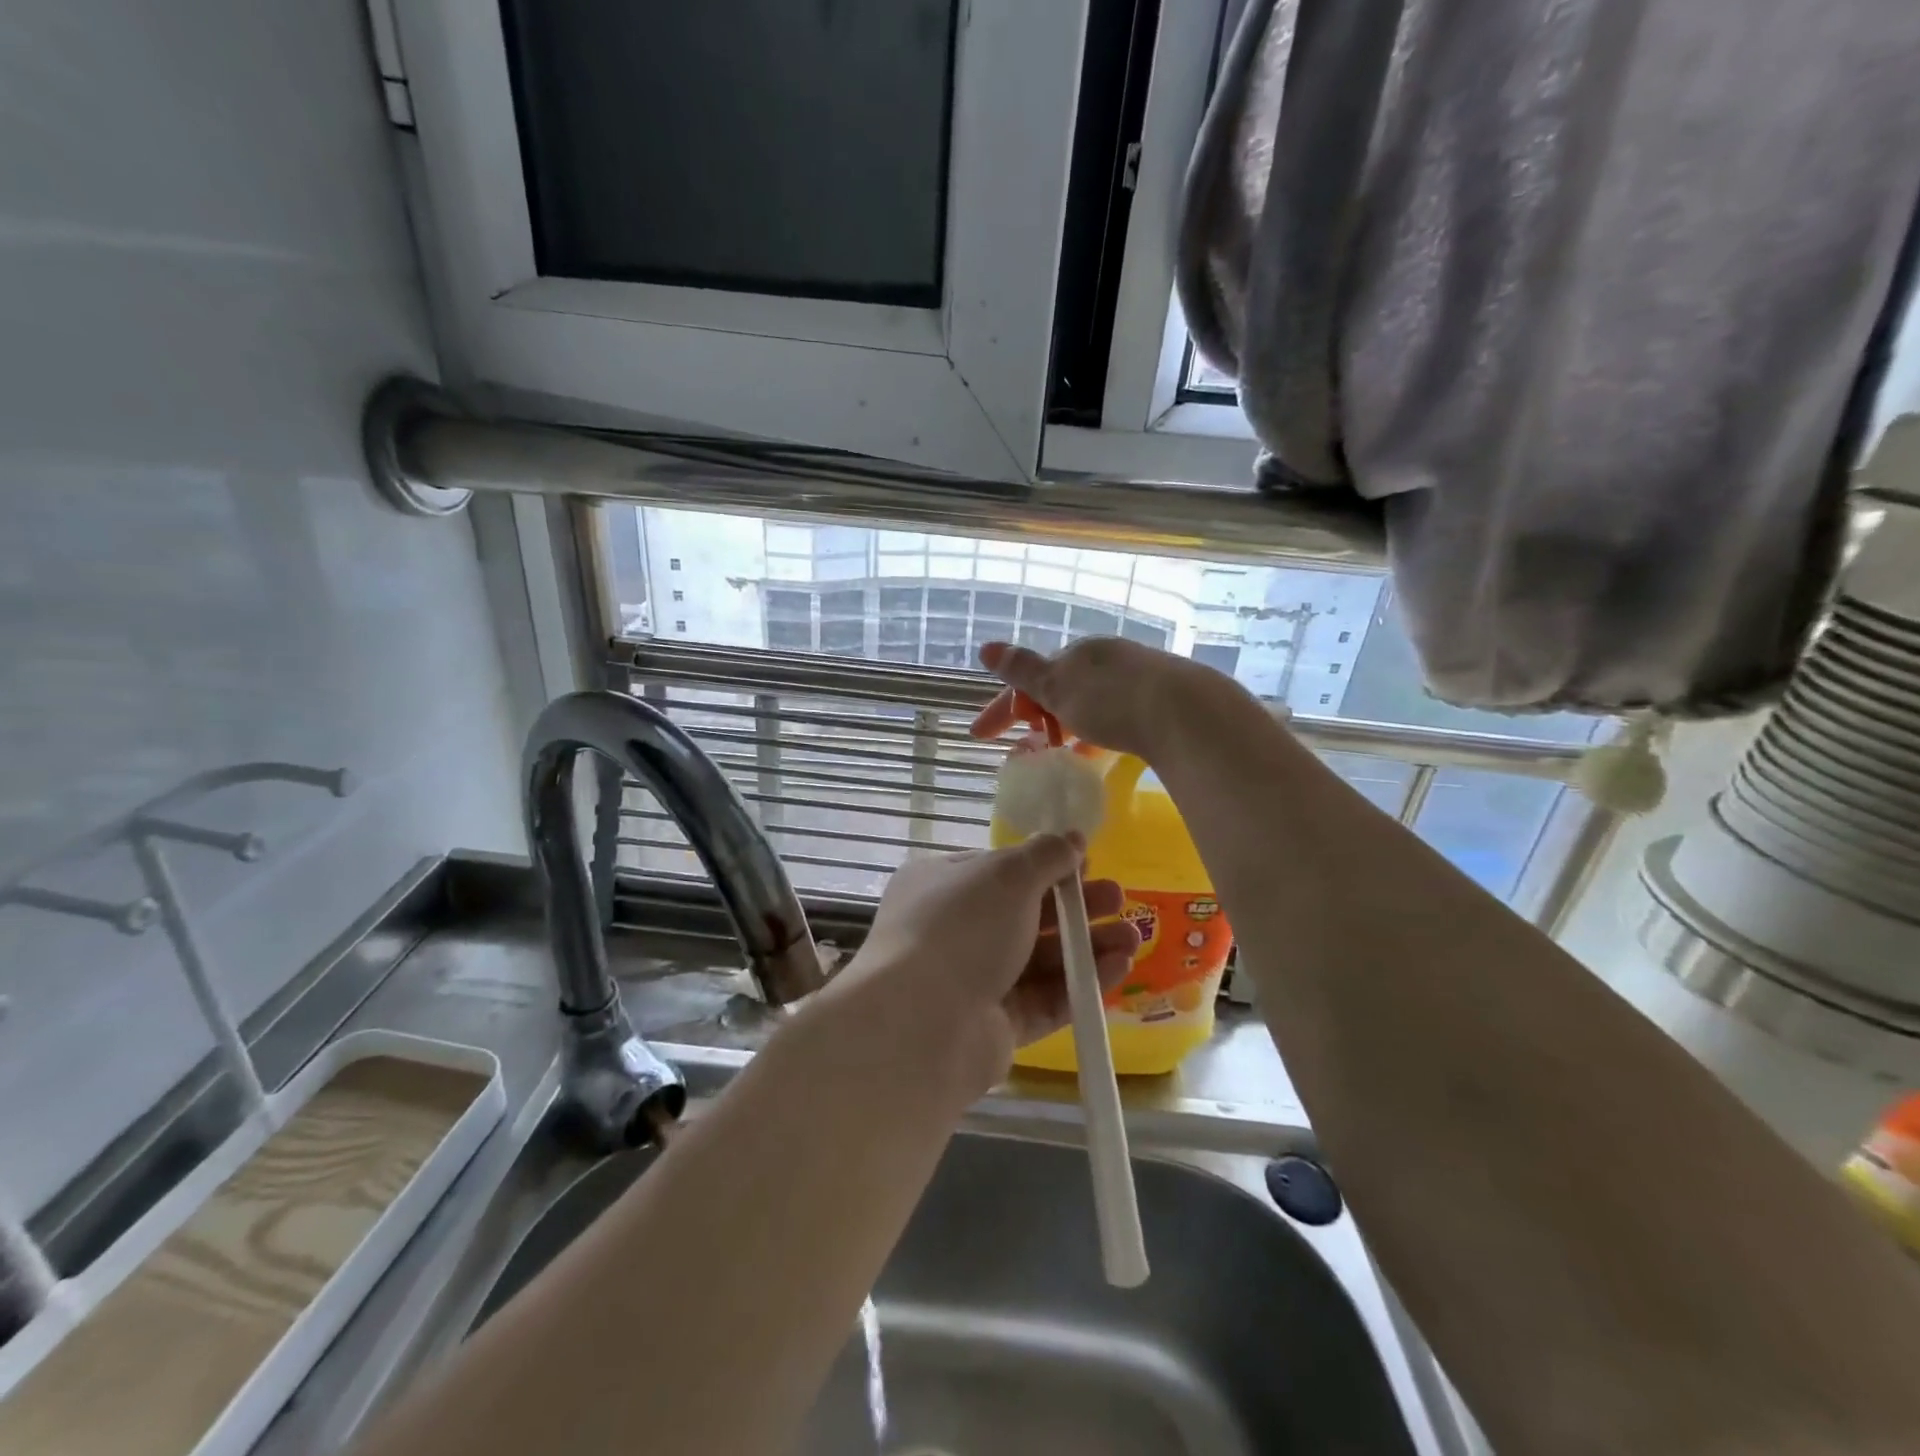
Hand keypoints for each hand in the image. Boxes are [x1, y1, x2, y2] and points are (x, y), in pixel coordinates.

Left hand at [824, 837, 1139, 1099]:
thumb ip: (1045, 855)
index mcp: (941, 884)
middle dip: (1074, 906)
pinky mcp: (994, 1026)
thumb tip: (1072, 838)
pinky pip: (1044, 998)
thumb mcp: (1007, 875)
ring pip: (1039, 958)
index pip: (998, 870)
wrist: (921, 1024)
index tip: (1086, 863)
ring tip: (1133, 937)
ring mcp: (973, 981)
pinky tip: (1119, 968)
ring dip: (1086, 945)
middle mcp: (953, 931)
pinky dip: (1080, 983)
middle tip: (1118, 899)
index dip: (1044, 865)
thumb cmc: (961, 928)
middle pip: (1024, 914)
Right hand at [971, 638, 1226, 759]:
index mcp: (1079, 652)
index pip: (1029, 678)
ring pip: (1088, 703)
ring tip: (1058, 755)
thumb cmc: (1113, 700)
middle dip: (1036, 716)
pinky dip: (1095, 733)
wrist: (1187, 714)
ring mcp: (1137, 678)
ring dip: (1066, 727)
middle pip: (1060, 688)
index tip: (979, 735)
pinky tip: (1099, 753)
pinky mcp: (1161, 702)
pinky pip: (1115, 716)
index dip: (1002, 706)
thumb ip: (1022, 670)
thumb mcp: (1059, 686)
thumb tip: (987, 648)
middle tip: (1024, 748)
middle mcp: (1108, 658)